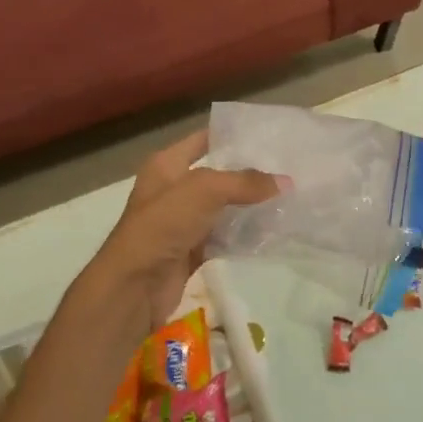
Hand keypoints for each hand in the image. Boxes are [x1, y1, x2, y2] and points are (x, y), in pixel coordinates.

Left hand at [70, 130, 280, 340]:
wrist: (135, 286)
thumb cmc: (163, 225)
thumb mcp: (204, 190)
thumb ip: (245, 183)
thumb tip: (286, 182)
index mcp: (167, 165)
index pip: (203, 139)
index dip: (231, 135)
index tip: (267, 136)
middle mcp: (173, 189)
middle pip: (218, 175)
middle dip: (249, 174)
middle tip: (286, 169)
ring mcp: (182, 222)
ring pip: (223, 208)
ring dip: (250, 206)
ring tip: (287, 198)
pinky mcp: (191, 250)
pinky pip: (223, 236)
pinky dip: (243, 235)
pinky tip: (271, 231)